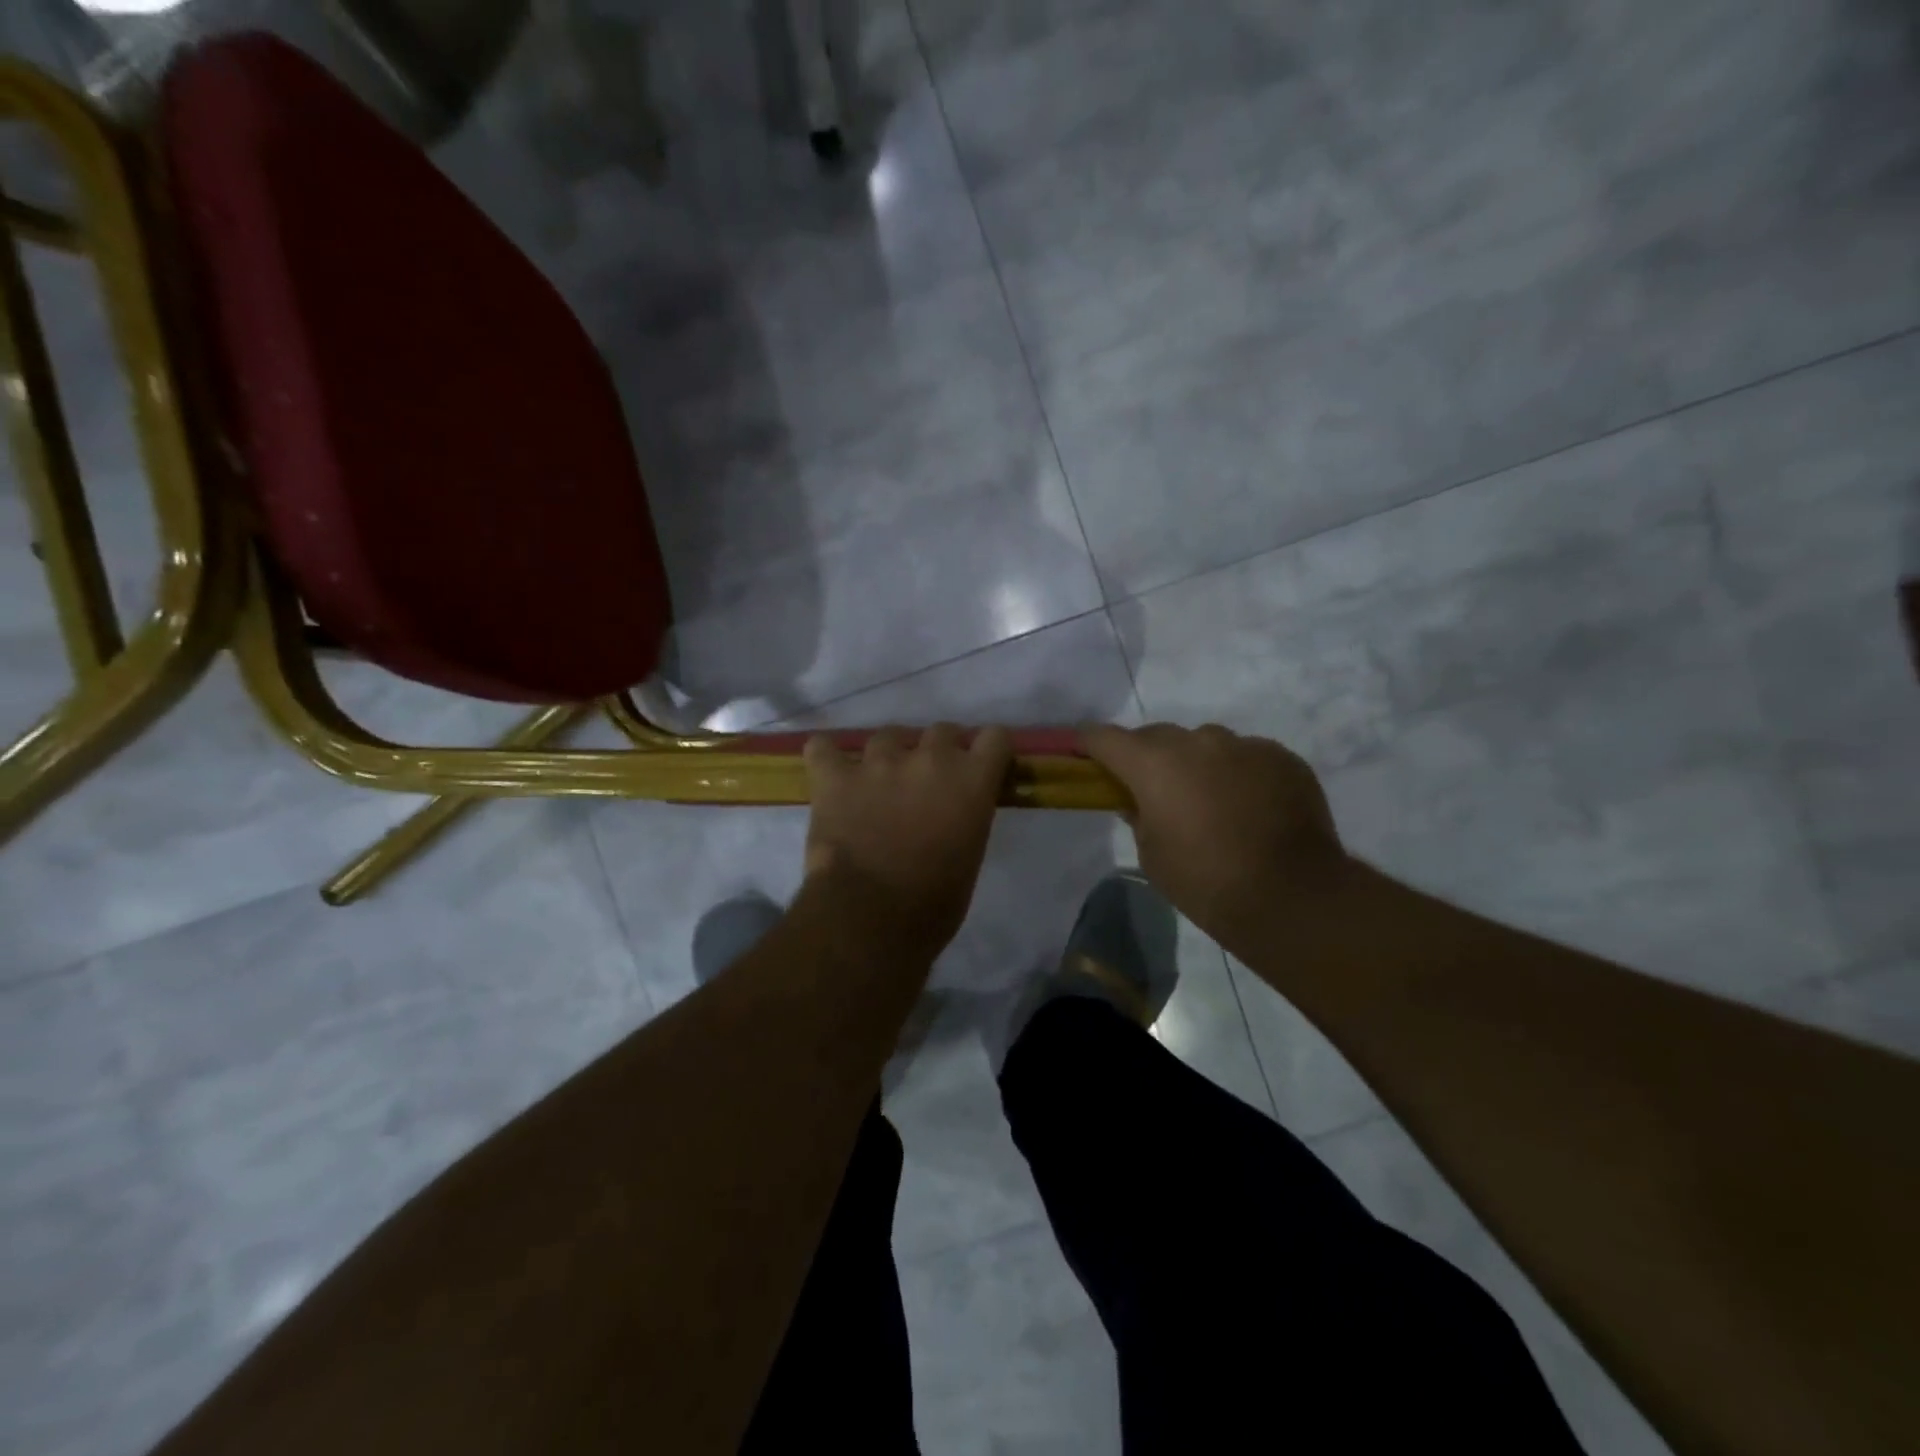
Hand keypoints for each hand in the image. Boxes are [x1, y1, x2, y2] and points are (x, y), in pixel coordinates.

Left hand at [803, 724, 1012, 957]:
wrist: (869, 918)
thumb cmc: (933, 904)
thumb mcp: (970, 855)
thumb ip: (967, 816)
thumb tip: (954, 811)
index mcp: (971, 781)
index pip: (995, 737)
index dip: (988, 751)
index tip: (981, 768)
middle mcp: (929, 758)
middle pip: (942, 730)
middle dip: (938, 751)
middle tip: (929, 783)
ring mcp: (878, 762)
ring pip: (888, 735)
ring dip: (889, 755)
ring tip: (879, 784)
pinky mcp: (834, 776)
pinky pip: (823, 748)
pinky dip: (827, 758)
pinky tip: (832, 776)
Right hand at [1080, 723, 1347, 941]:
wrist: (1290, 895)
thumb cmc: (1205, 881)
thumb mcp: (1152, 855)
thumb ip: (1139, 817)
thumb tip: (1139, 801)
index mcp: (1154, 764)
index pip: (1105, 737)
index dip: (1089, 742)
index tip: (1083, 750)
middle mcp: (1197, 741)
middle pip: (1157, 736)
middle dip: (1147, 756)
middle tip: (1152, 786)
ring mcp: (1244, 745)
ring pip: (1207, 743)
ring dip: (1197, 763)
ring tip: (1210, 799)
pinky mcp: (1281, 757)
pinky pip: (1247, 756)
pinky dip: (1239, 773)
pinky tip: (1249, 806)